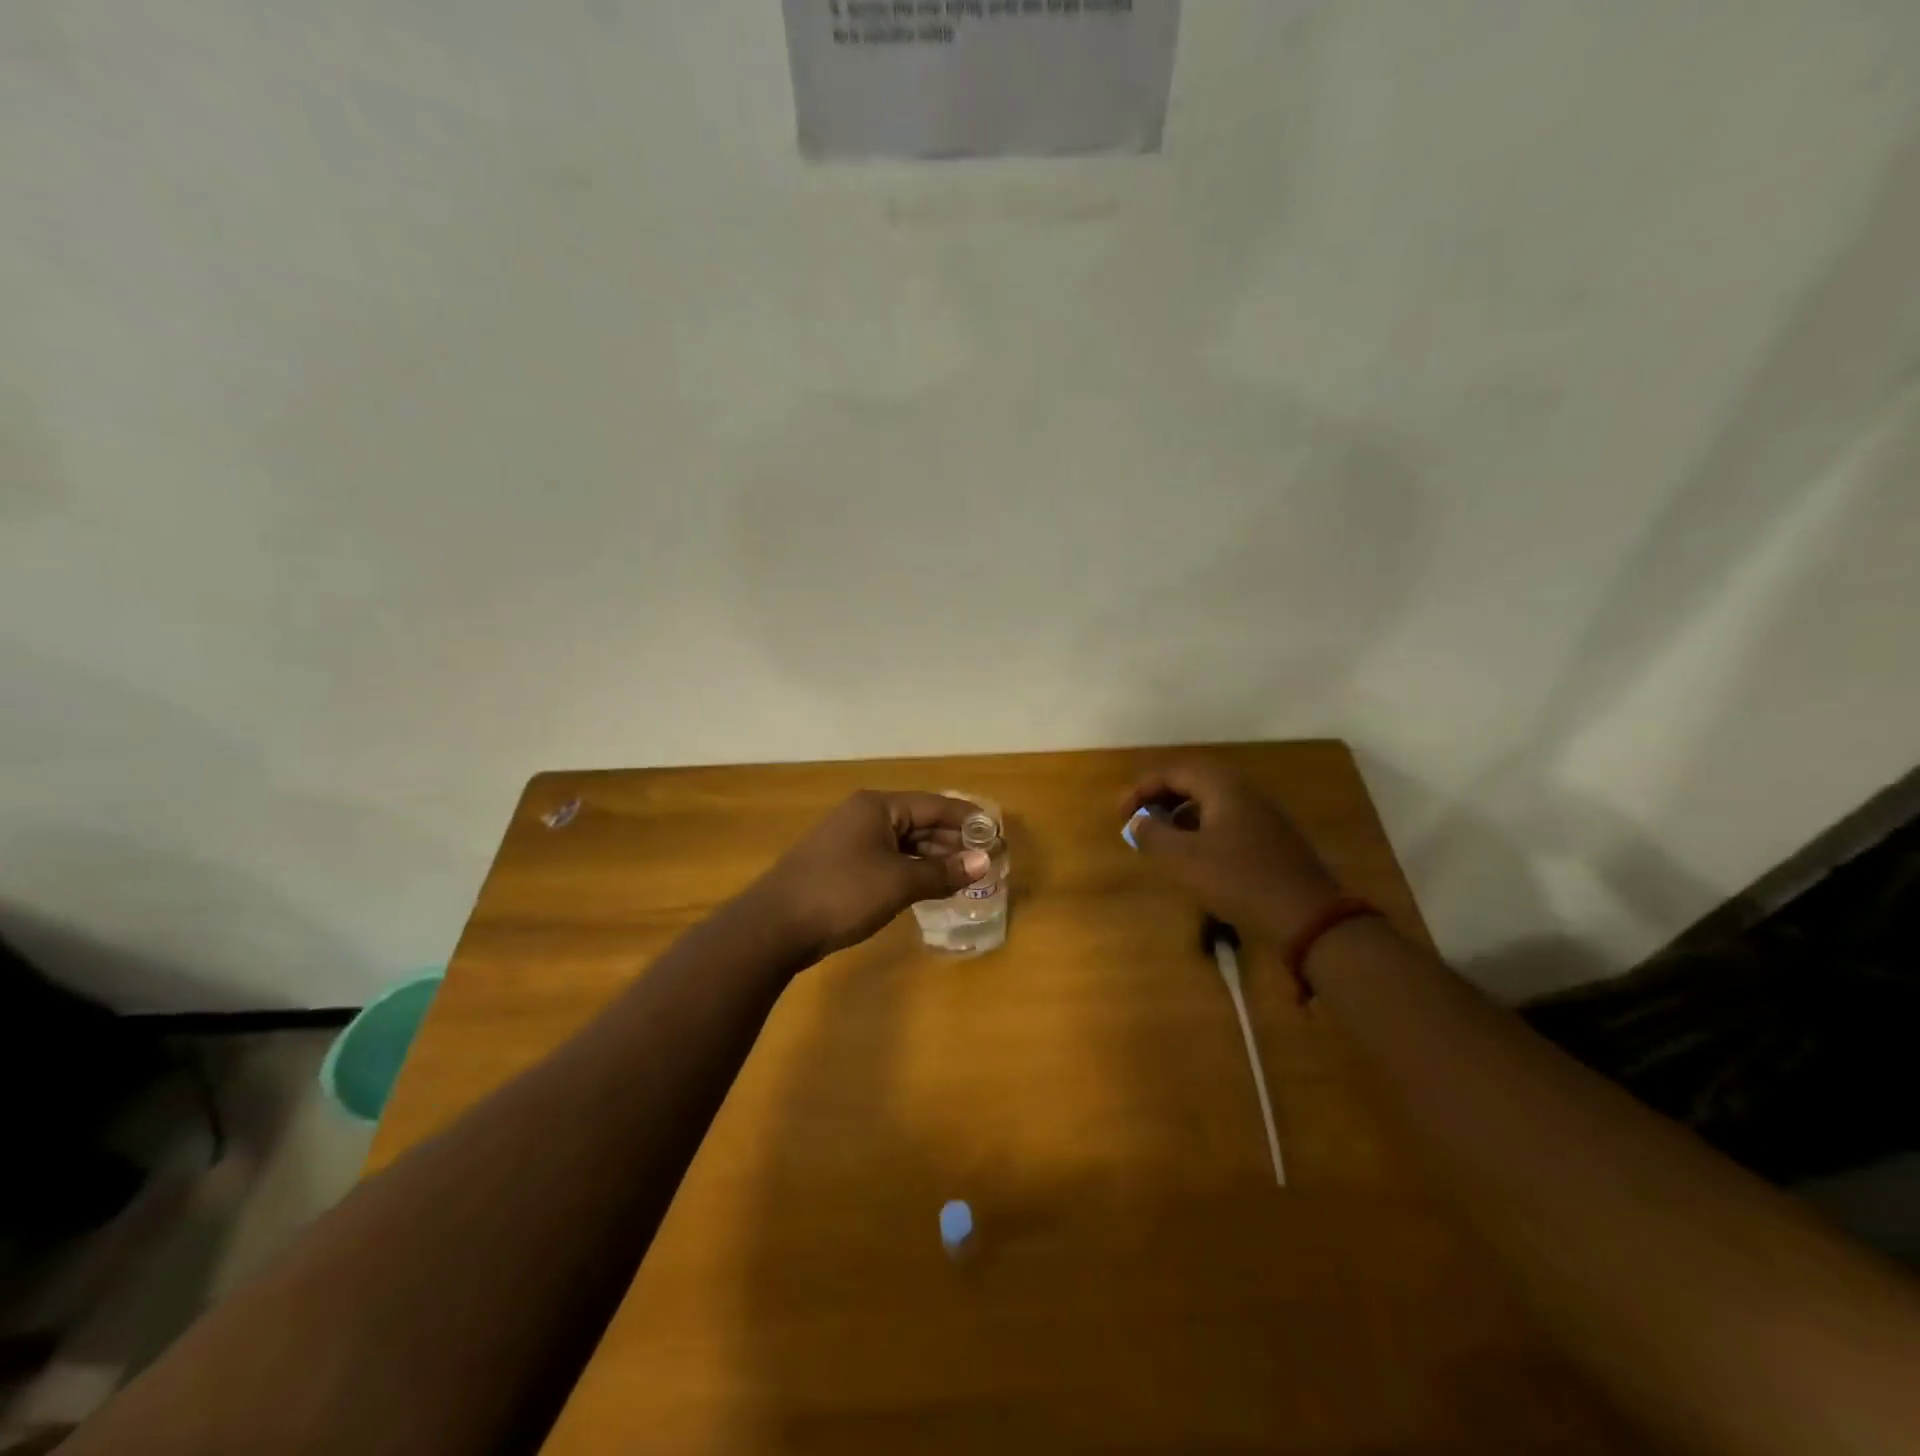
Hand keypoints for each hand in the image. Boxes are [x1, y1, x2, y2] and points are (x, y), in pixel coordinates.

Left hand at [751, 791, 991, 959]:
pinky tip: (930, 886)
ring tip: (965, 876)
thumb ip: (943, 872)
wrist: (775, 926)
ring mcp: (851, 840)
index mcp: (878, 807)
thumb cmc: (842, 893)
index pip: (935, 804)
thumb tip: (983, 862)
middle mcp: (865, 815)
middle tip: (986, 860)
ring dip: (933, 858)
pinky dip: (911, 870)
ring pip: (904, 842)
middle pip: (920, 821)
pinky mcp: (843, 865)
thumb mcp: (899, 882)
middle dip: (953, 841)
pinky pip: (888, 859)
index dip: (968, 819)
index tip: (996, 833)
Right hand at [1122, 762, 1341, 942]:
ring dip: (1180, 814)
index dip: (1141, 790)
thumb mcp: (1185, 858)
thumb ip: (1154, 834)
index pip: (1173, 773)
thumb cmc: (1239, 879)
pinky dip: (1201, 829)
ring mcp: (1262, 815)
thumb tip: (1138, 821)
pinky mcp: (1271, 839)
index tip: (1121, 815)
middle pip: (1194, 782)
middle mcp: (1245, 792)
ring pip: (1211, 802)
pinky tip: (1194, 856)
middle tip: (1138, 820)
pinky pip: (1226, 820)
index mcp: (1223, 787)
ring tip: (1160, 838)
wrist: (1306, 916)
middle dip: (1161, 798)